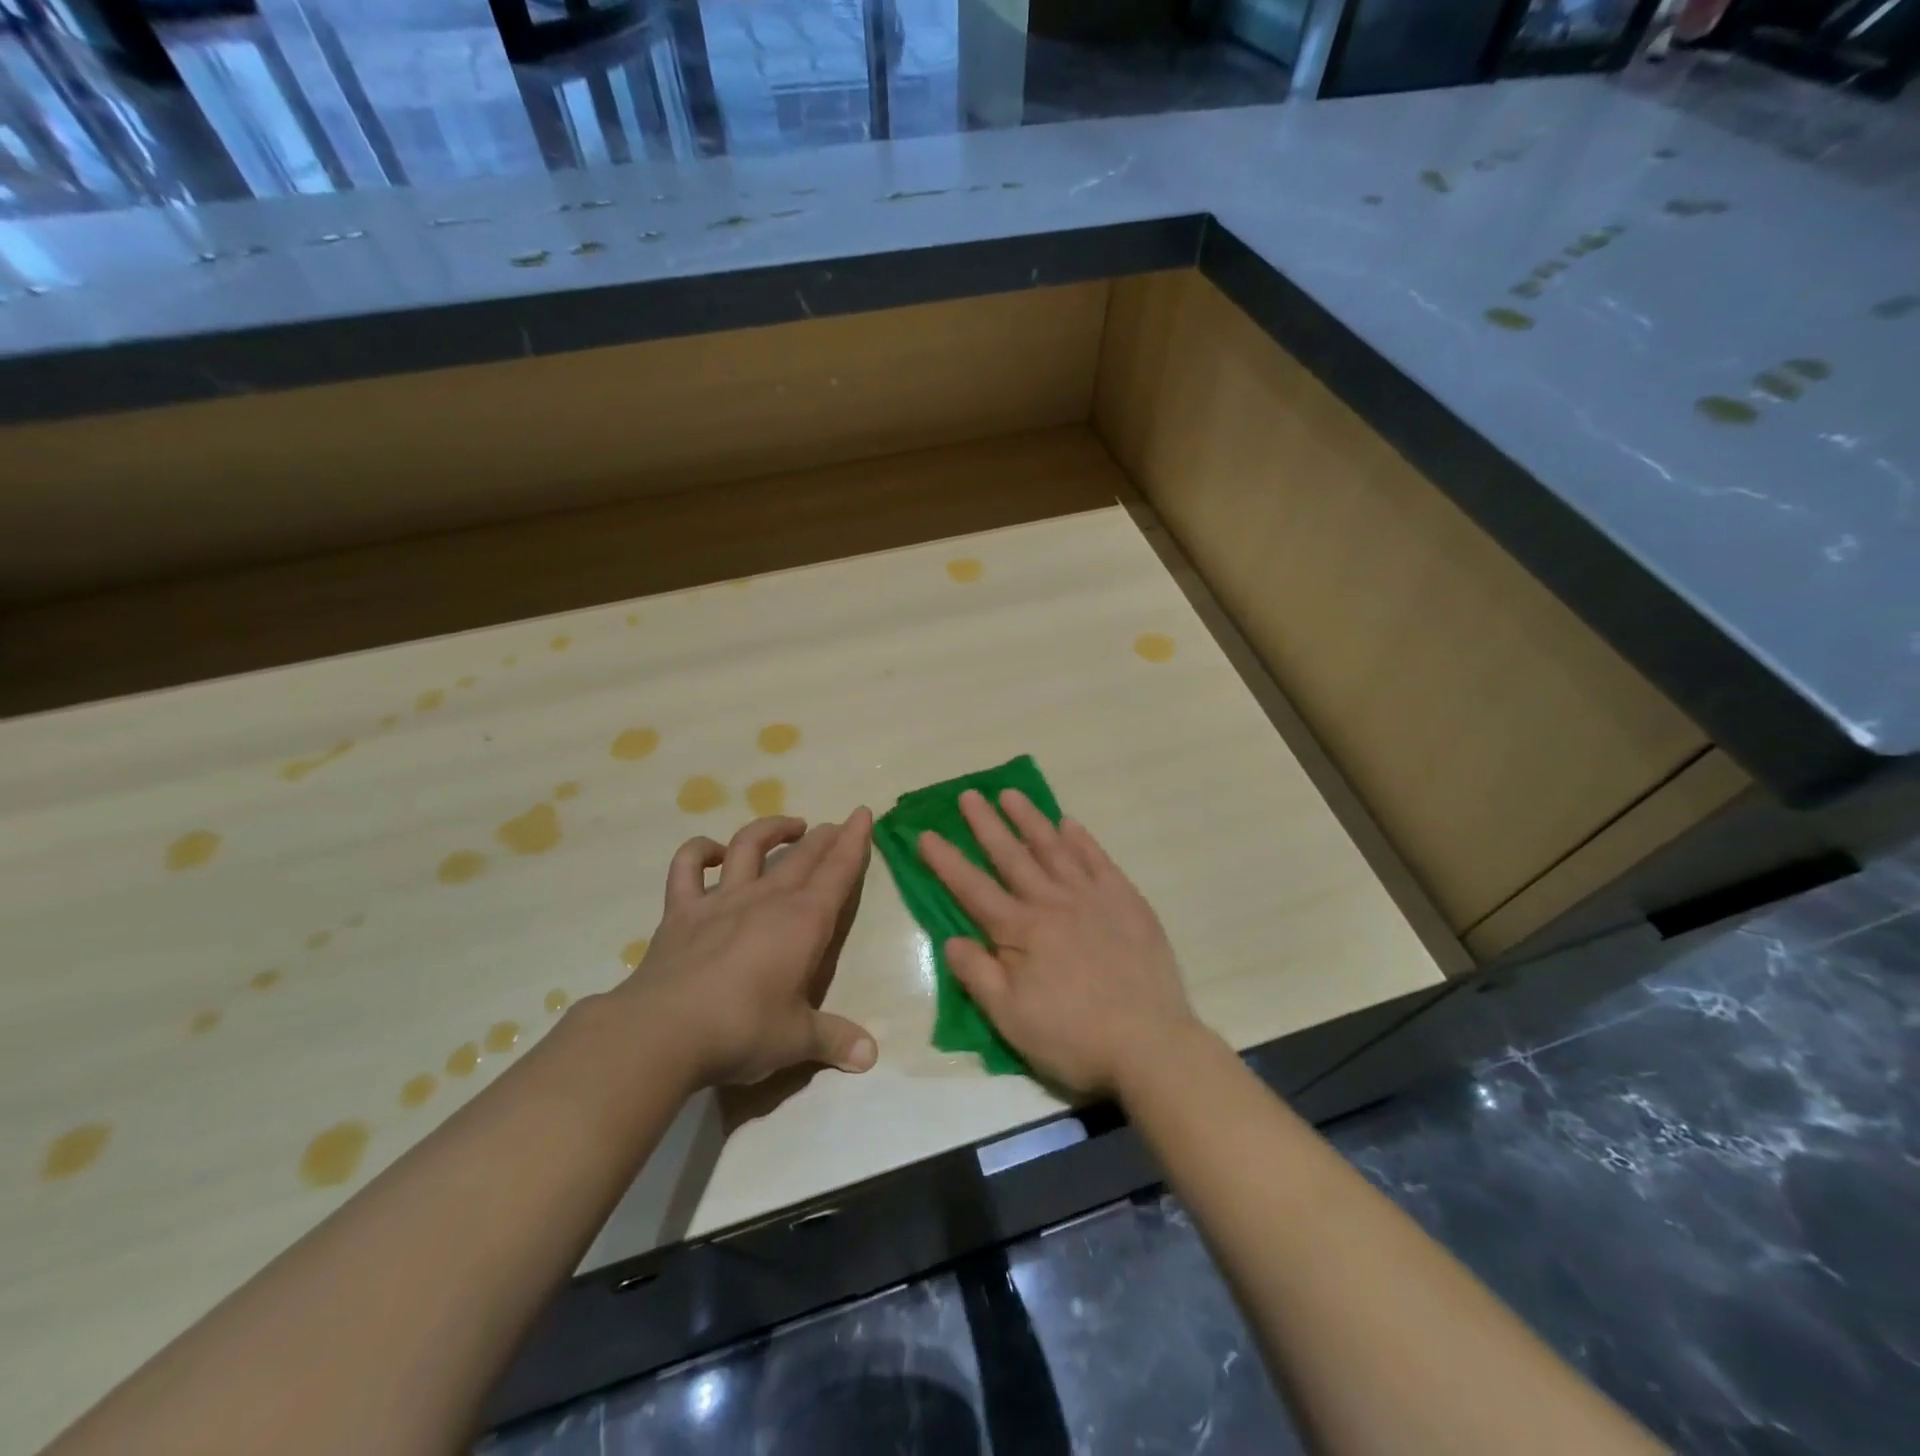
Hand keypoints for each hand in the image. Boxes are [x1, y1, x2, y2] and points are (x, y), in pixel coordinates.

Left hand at [616, 811, 878, 1087]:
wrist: (664, 1032)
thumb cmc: (743, 1030)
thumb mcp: (796, 1040)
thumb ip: (834, 1040)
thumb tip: (870, 1057)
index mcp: (804, 922)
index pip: (838, 871)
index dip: (854, 841)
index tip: (863, 813)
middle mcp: (767, 899)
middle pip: (802, 856)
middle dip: (824, 836)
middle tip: (837, 826)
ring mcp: (721, 900)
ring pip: (749, 846)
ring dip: (771, 829)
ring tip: (789, 827)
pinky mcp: (682, 911)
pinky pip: (687, 867)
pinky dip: (698, 851)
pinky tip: (711, 852)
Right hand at [917, 789, 1197, 1096]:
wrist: (1150, 1044)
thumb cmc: (1073, 1037)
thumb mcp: (1011, 1019)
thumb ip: (978, 975)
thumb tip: (951, 939)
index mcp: (1020, 931)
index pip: (973, 888)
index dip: (946, 861)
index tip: (925, 833)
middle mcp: (1052, 903)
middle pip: (1012, 856)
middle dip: (986, 825)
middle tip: (968, 795)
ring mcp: (1092, 897)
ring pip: (1054, 848)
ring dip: (1030, 819)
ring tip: (1011, 793)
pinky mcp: (1126, 902)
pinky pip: (1099, 861)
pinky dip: (1082, 840)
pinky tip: (1069, 823)